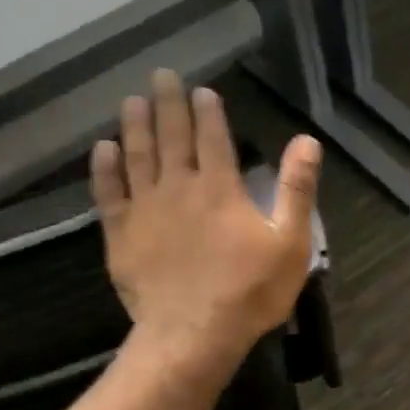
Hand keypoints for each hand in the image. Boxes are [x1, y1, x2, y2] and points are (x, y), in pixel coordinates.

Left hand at [90, 70, 320, 369]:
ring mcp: (145, 210)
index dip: (208, 111)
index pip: (213, 138)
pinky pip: (109, 192)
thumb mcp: (290, 243)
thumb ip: (297, 190)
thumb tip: (307, 141)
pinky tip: (102, 149)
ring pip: (137, 156)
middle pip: (171, 136)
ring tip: (132, 100)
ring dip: (135, 125)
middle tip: (161, 75)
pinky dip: (104, 168)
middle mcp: (179, 187)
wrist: (194, 333)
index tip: (202, 90)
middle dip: (168, 104)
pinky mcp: (122, 234)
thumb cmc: (250, 291)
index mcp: (221, 188)